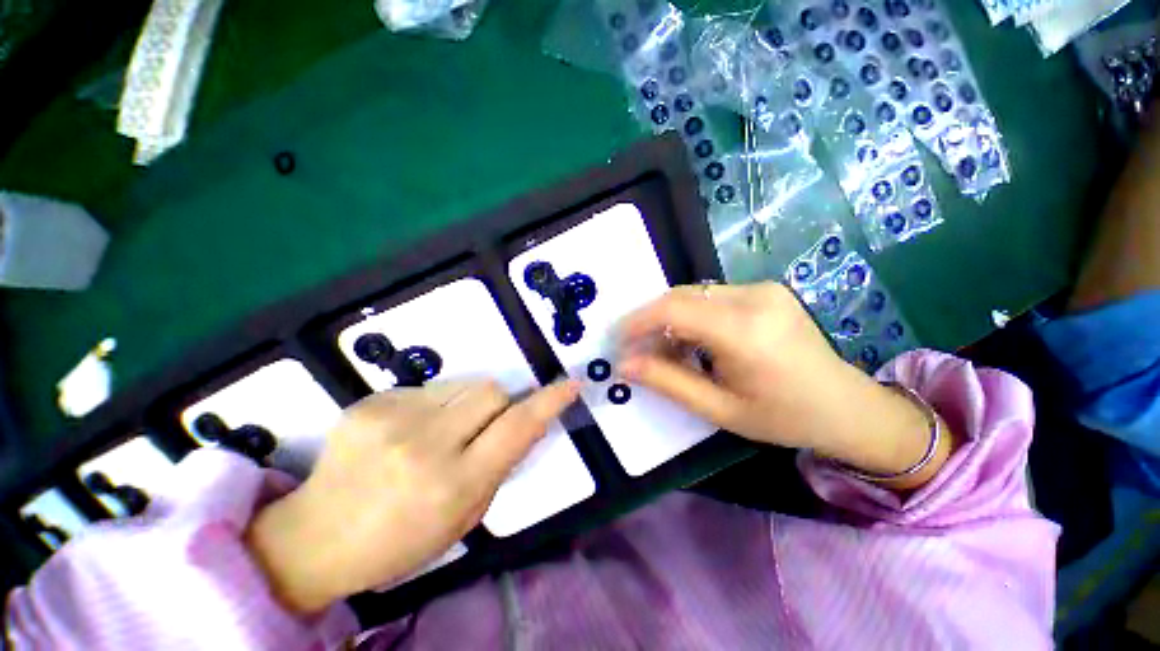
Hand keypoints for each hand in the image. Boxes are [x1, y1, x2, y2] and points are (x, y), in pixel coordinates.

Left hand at [246, 380, 579, 614]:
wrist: (315, 536)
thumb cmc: (399, 539)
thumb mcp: (464, 516)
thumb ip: (500, 465)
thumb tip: (527, 422)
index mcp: (452, 483)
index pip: (517, 428)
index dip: (549, 402)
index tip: (571, 384)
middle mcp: (425, 444)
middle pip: (491, 391)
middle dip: (499, 404)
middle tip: (482, 428)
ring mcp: (392, 417)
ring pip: (463, 385)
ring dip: (466, 404)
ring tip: (439, 432)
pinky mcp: (370, 401)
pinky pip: (428, 388)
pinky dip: (433, 405)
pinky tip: (407, 432)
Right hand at [618, 282, 950, 485]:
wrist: (848, 407)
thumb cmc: (783, 417)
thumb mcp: (718, 409)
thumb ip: (667, 382)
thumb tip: (624, 365)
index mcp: (745, 331)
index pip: (673, 310)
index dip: (637, 322)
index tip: (616, 340)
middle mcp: (754, 297)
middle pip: (681, 297)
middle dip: (651, 321)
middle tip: (637, 350)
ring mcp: (763, 289)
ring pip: (694, 295)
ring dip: (670, 319)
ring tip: (665, 350)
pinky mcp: (765, 290)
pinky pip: (712, 297)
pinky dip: (691, 316)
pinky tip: (692, 341)